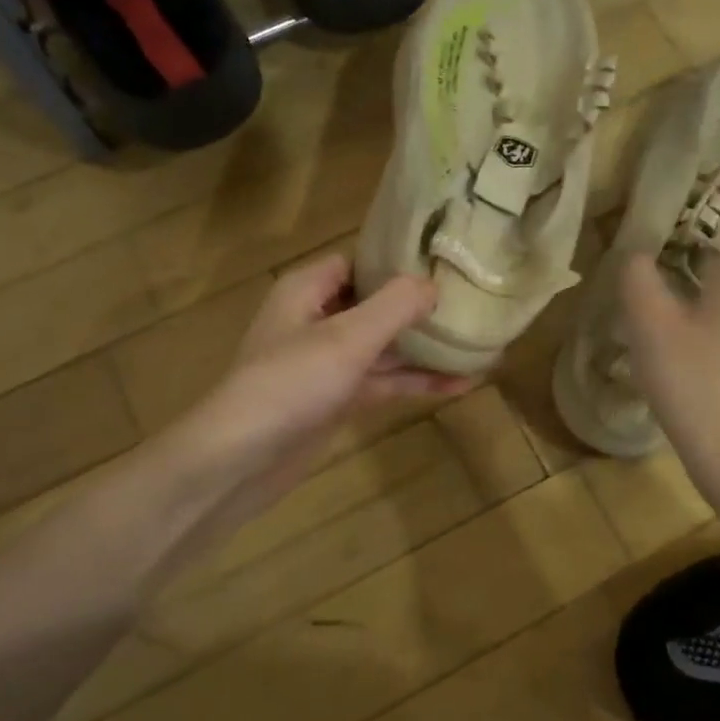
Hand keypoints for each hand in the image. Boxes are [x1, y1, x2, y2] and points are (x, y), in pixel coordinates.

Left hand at [174, 254, 471, 537]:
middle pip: (375, 303)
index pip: (359, 261)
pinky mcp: (336, 399)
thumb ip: (394, 306)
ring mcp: (326, 363)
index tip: (447, 263)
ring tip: (478, 345)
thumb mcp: (347, 337)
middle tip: (473, 302)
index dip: (400, 261)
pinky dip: (414, 382)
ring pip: (383, 346)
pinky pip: (382, 381)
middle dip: (419, 306)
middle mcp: (316, 319)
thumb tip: (433, 283)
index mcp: (308, 289)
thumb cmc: (291, 383)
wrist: (241, 459)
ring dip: (424, 348)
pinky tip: (459, 384)